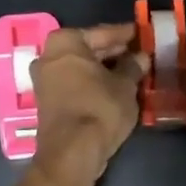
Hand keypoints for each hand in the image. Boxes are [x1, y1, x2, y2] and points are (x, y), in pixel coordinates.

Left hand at [30, 24, 148, 182]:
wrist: (71, 153)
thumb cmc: (99, 108)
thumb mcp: (125, 85)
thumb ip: (133, 66)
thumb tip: (141, 57)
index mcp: (65, 42)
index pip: (102, 33)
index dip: (124, 34)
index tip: (141, 33)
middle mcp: (48, 56)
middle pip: (88, 49)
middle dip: (113, 52)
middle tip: (138, 52)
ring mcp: (45, 79)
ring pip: (81, 68)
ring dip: (104, 69)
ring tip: (131, 71)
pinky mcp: (48, 101)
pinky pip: (75, 83)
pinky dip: (93, 83)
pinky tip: (114, 87)